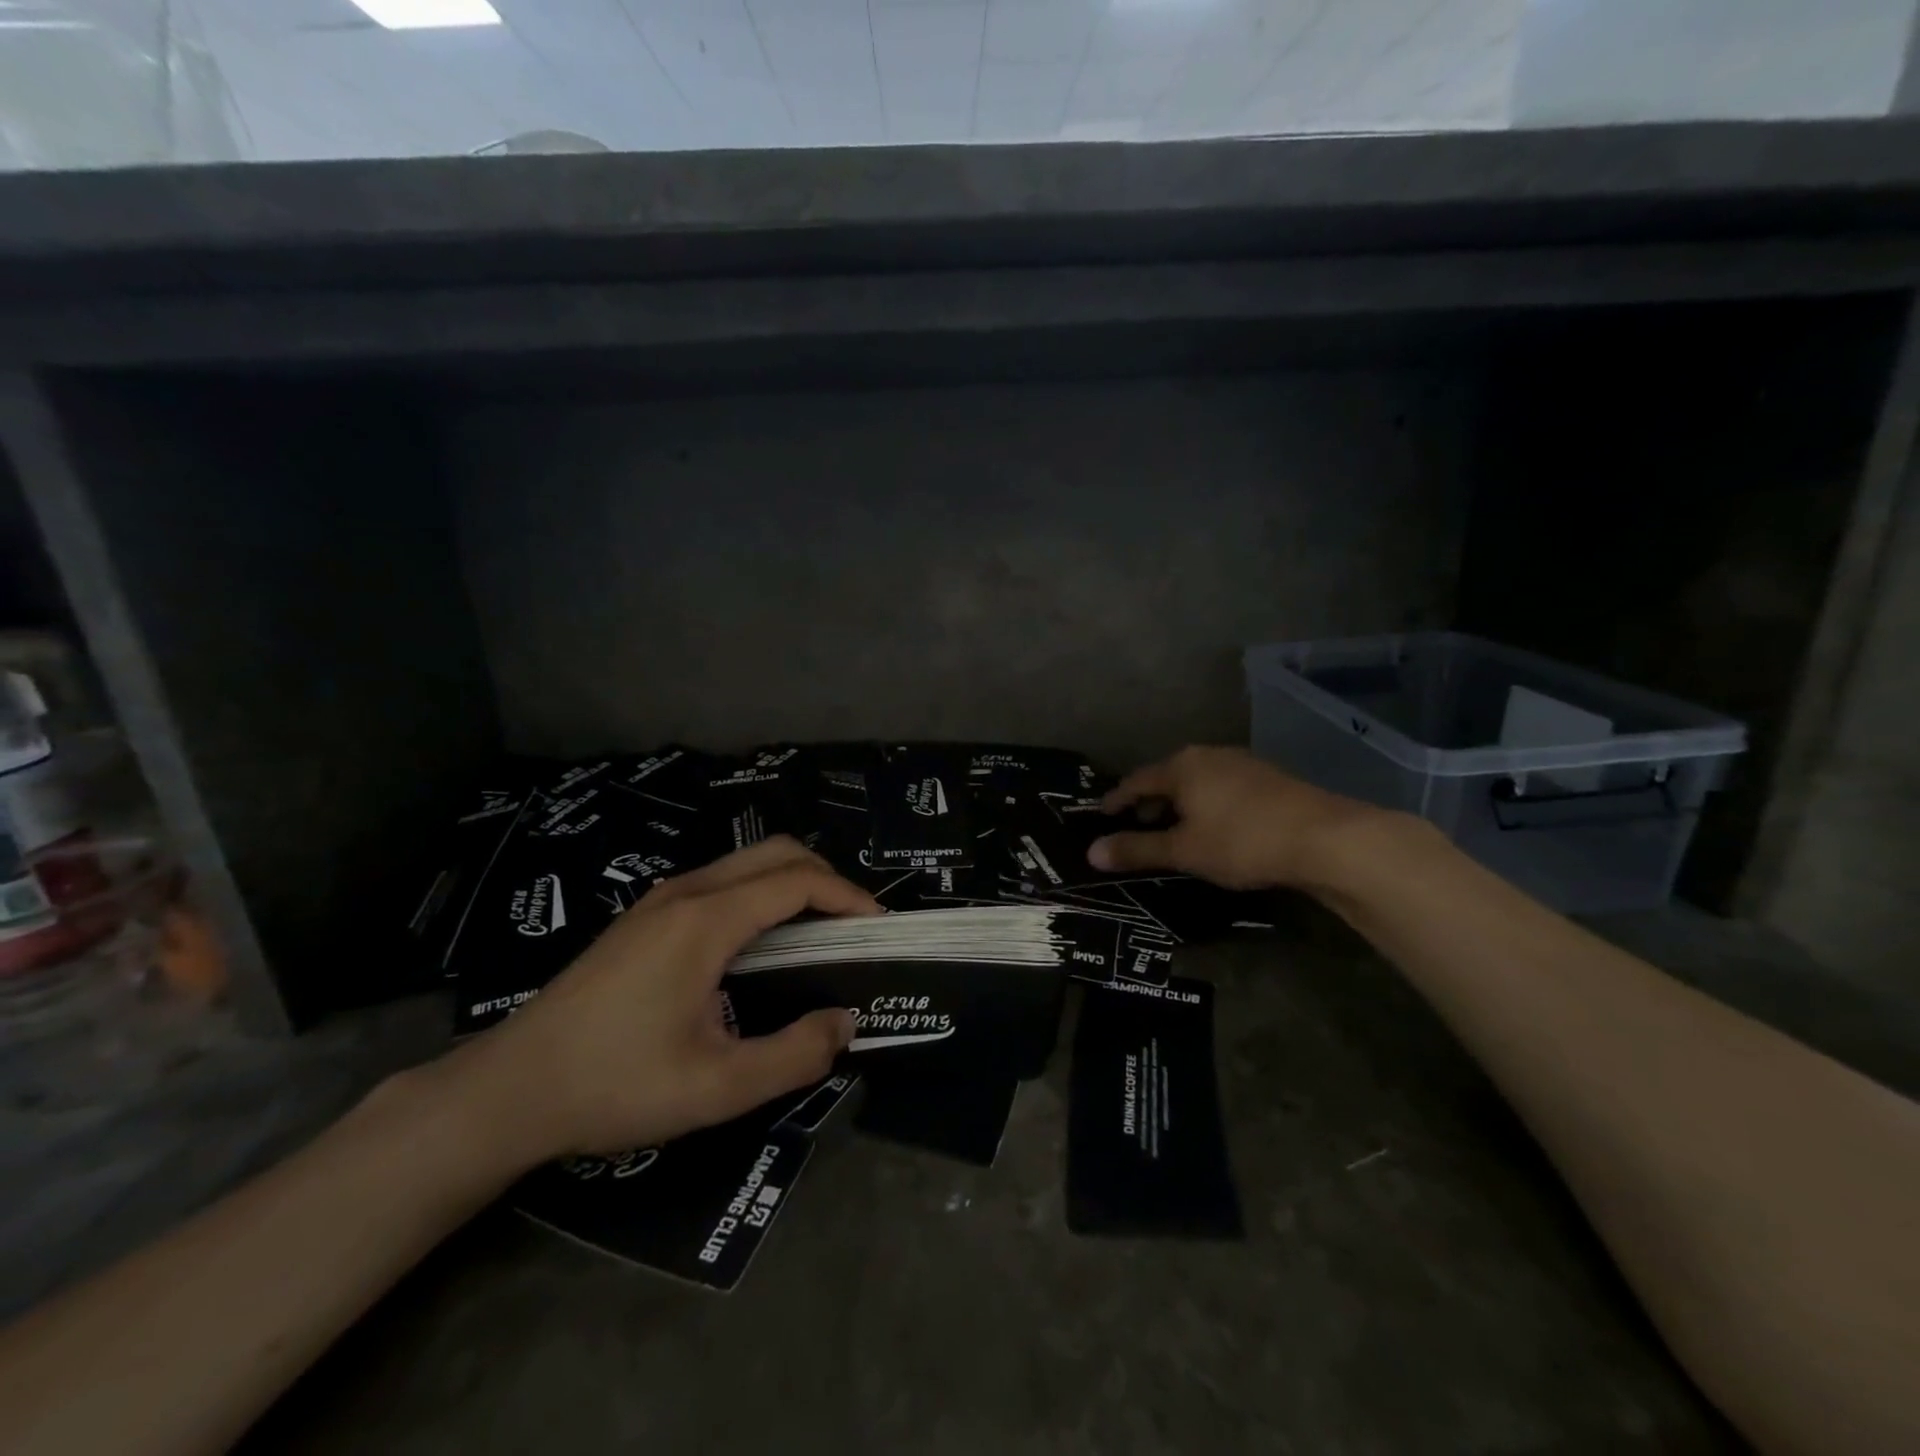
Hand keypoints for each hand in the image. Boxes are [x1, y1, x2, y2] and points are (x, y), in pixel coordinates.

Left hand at [438, 837, 878, 1166]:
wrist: (509, 1089)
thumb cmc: (614, 1085)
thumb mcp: (716, 1088)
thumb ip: (793, 1056)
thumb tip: (845, 1023)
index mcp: (706, 920)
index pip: (797, 881)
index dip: (848, 896)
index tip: (879, 927)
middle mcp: (686, 892)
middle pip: (775, 852)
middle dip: (826, 876)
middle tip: (854, 925)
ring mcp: (660, 899)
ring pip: (746, 863)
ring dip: (791, 882)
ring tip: (818, 933)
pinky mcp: (645, 916)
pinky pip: (721, 882)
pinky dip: (761, 893)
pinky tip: (761, 945)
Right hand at [1087, 745, 1391, 891]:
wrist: (1325, 838)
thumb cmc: (1242, 841)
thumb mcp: (1184, 851)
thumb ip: (1137, 850)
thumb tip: (1091, 852)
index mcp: (1181, 766)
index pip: (1136, 780)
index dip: (1117, 800)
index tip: (1103, 815)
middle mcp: (1208, 755)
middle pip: (1167, 777)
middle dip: (1150, 802)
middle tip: (1137, 826)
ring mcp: (1242, 763)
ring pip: (1197, 781)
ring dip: (1180, 804)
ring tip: (1176, 830)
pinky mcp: (1269, 778)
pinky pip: (1222, 787)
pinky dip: (1207, 804)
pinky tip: (1216, 827)